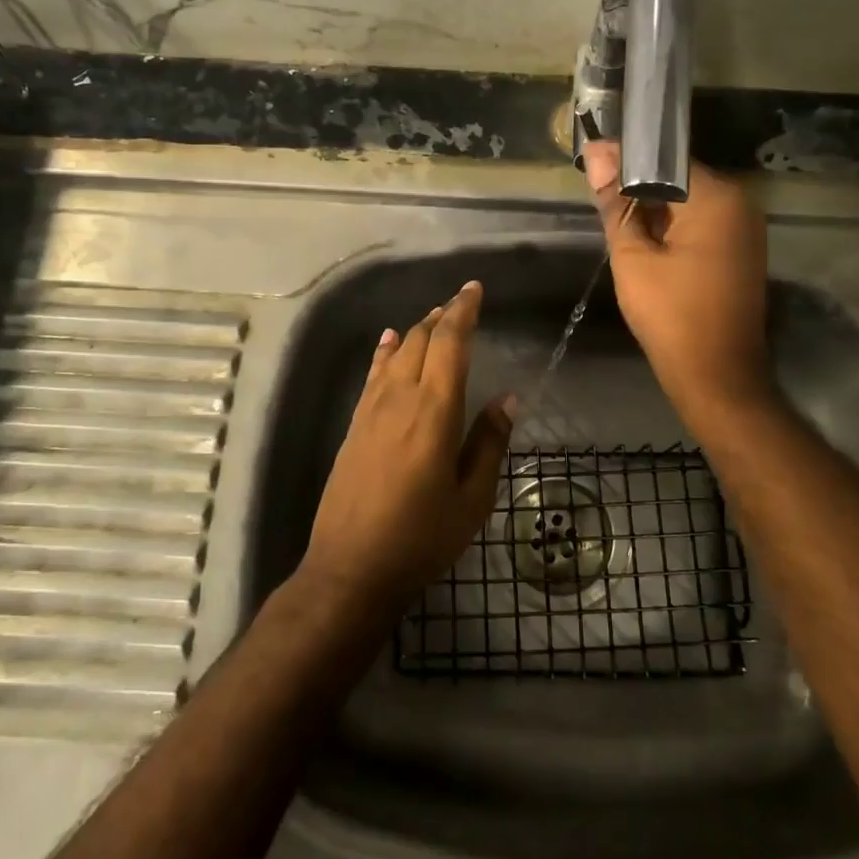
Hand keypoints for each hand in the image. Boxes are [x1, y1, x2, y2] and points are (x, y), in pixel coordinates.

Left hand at [298, 280, 515, 623]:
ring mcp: (371, 411)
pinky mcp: (354, 426)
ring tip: (434, 317)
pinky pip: (372, 375)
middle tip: (461, 303)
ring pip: (395, 353)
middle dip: (442, 316)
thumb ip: (489, 444)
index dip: (463, 312)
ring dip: (416, 330)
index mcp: (434, 411)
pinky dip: (385, 352)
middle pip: (420, 340)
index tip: (474, 289)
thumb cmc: (421, 538)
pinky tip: (390, 343)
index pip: (449, 343)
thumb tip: (507, 400)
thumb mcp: (471, 499)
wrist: (350, 568)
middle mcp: (399, 399)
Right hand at [583, 142, 777, 426]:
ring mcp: (746, 226)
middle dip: (638, 184)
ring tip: (614, 215)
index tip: (591, 163)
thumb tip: (596, 154)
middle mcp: (740, 202)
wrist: (716, 376)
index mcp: (717, 197)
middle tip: (598, 194)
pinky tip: (645, 240)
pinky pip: (702, 222)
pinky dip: (673, 225)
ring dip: (654, 206)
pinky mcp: (742, 249)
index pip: (665, 158)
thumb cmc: (670, 315)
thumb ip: (616, 203)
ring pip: (689, 200)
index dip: (625, 159)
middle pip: (679, 177)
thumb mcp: (632, 257)